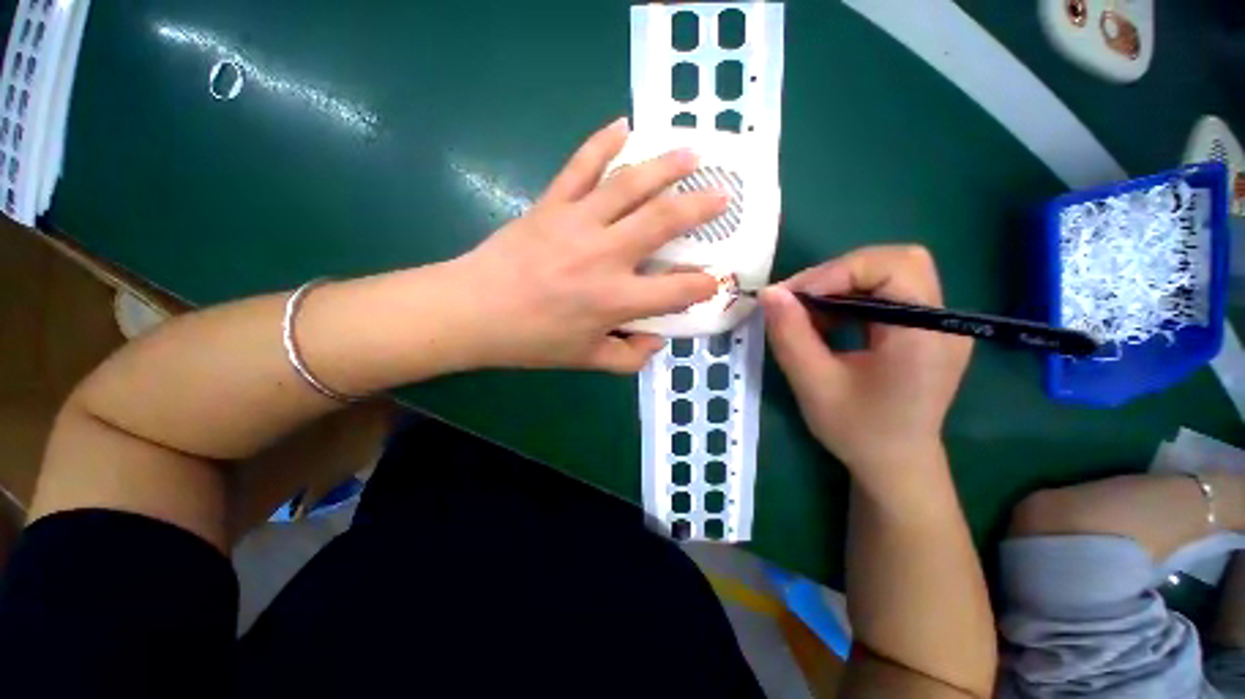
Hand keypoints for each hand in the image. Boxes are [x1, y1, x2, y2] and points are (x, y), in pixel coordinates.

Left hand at [454, 118, 725, 372]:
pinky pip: (580, 166)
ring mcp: (578, 223)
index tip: (715, 279)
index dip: (702, 286)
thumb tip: (657, 342)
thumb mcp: (586, 360)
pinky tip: (623, 126)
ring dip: (666, 166)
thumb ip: (628, 357)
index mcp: (615, 299)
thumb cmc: (532, 341)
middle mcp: (605, 255)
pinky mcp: (552, 204)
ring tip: (692, 154)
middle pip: (663, 222)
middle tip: (723, 196)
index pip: (675, 290)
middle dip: (700, 208)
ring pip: (630, 185)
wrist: (474, 311)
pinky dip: (602, 143)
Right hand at [759, 246, 971, 493]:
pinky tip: (828, 324)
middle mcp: (943, 321)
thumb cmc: (857, 431)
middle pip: (897, 262)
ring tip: (809, 315)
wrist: (894, 466)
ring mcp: (938, 324)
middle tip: (800, 300)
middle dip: (840, 274)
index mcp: (925, 335)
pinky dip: (851, 299)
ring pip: (890, 274)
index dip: (837, 272)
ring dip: (842, 286)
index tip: (792, 296)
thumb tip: (769, 292)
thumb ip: (790, 336)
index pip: (893, 267)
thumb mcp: (814, 384)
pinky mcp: (924, 330)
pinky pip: (887, 295)